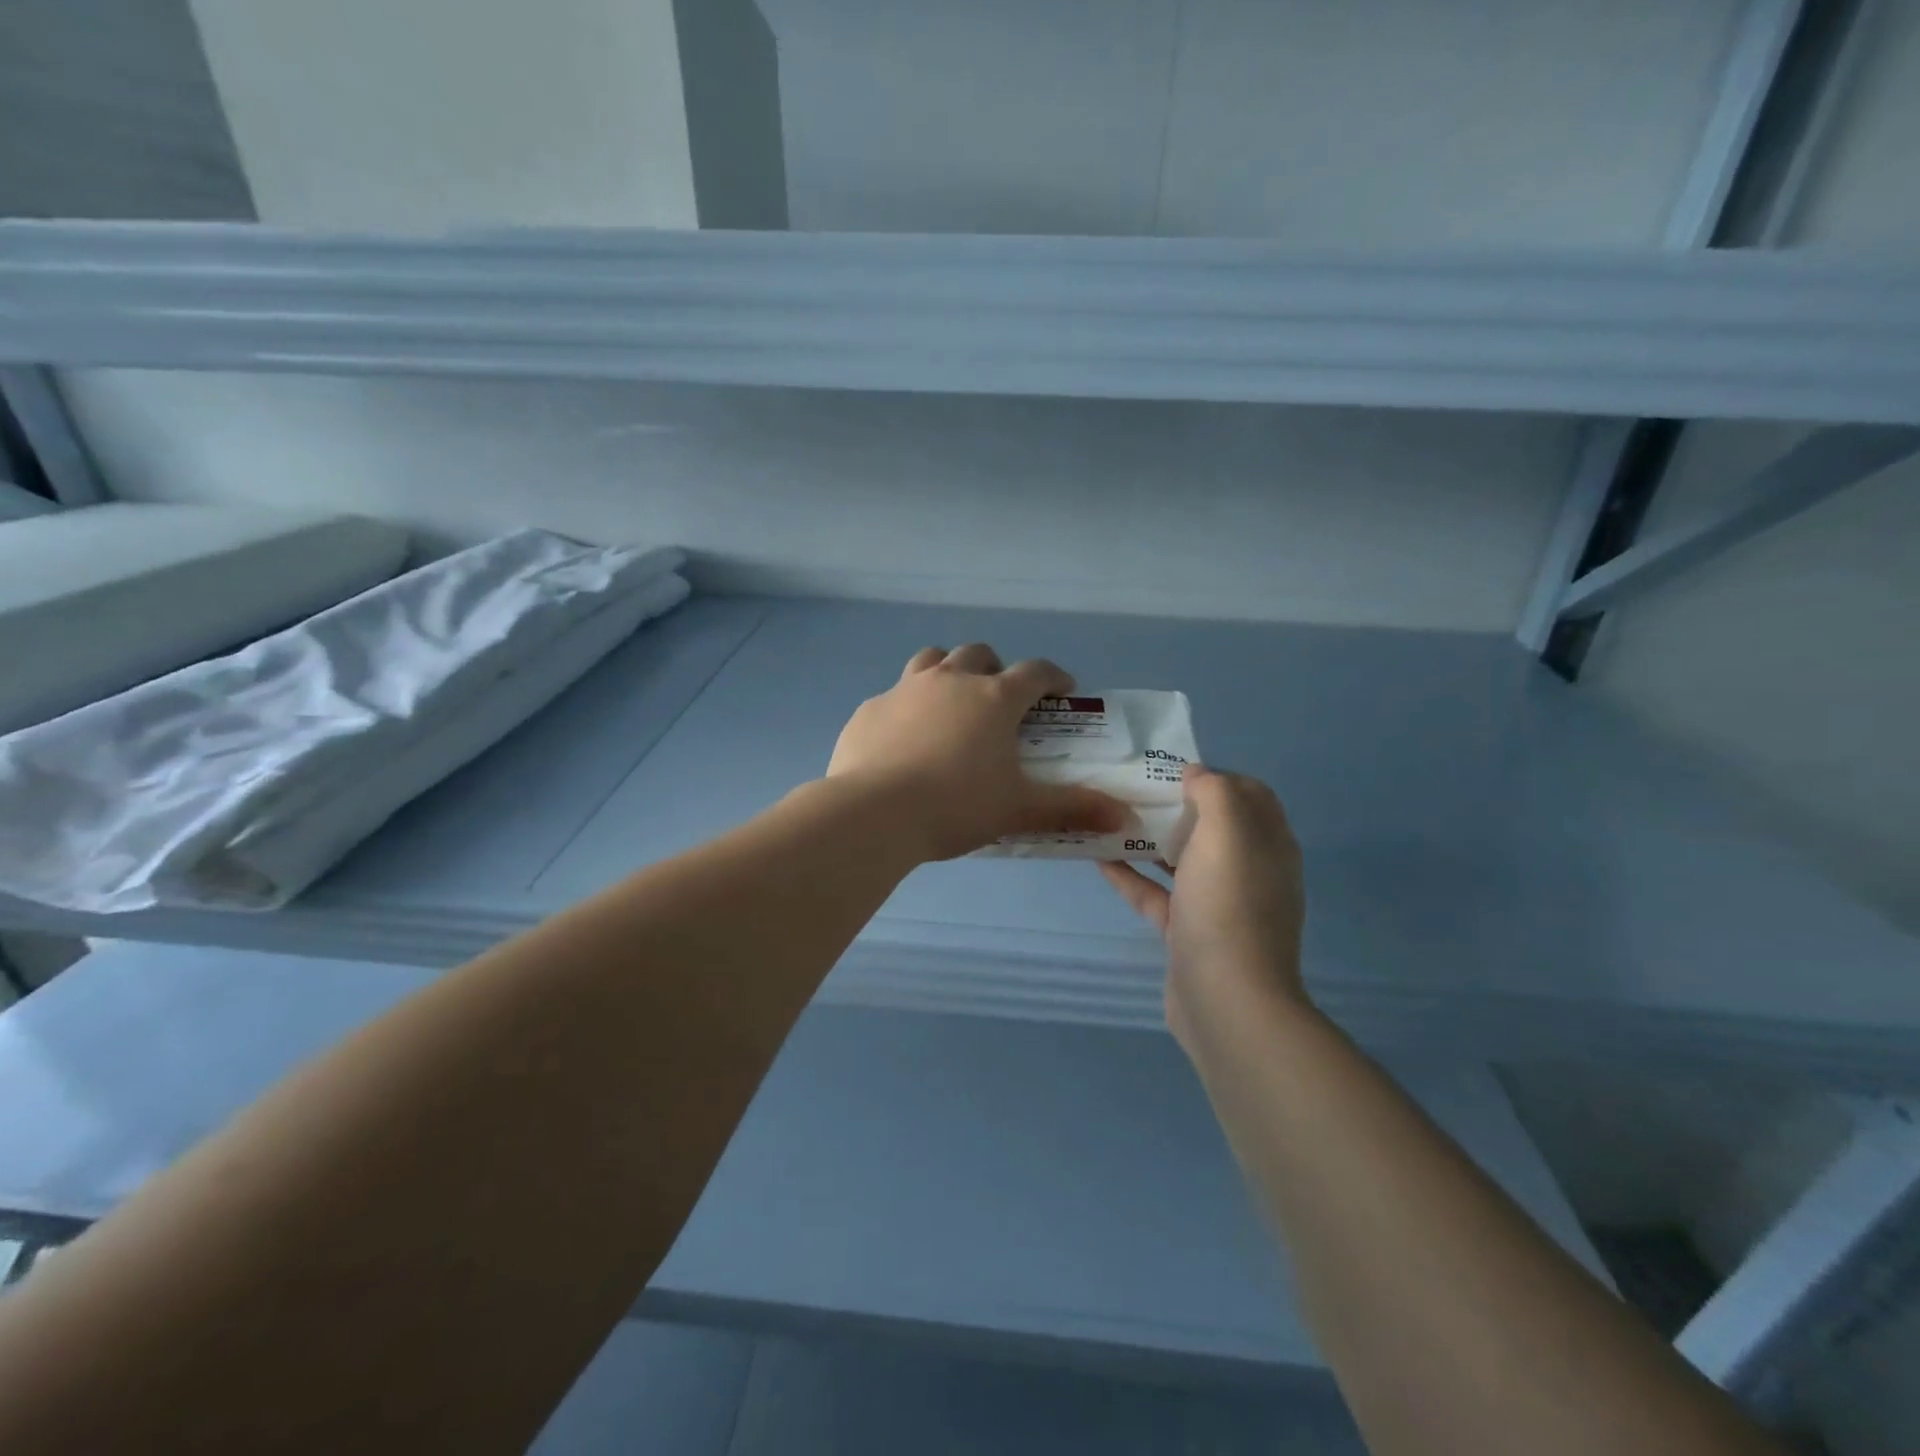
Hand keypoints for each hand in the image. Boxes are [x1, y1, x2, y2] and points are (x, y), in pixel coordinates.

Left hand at [827, 644, 1125, 861]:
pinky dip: (907, 709)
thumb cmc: (956, 805)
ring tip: (951, 706)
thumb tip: (1124, 816)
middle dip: (996, 669)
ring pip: (932, 661)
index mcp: (994, 698)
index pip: (1036, 672)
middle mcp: (950, 680)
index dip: (1054, 677)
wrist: (874, 814)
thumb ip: (1072, 808)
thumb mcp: (1019, 809)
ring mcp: (904, 690)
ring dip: (948, 673)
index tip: (1062, 691)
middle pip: (979, 654)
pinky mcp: (870, 709)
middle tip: (1000, 702)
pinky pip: (894, 697)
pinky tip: (904, 740)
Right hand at [1099, 765, 1307, 1054]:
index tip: (1171, 769)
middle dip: (1177, 805)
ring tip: (1111, 817)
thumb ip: (1215, 791)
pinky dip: (1132, 876)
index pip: (1250, 794)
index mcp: (1268, 844)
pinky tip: (1098, 860)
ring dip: (1151, 839)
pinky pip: (1157, 894)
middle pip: (1214, 827)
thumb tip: (1197, 774)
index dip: (1215, 775)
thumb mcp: (1227, 831)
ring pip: (1183, 861)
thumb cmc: (1228, 904)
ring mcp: (1219, 905)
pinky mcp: (1189, 933)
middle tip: (1134, 790)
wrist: (1226, 998)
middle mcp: (1249, 871)